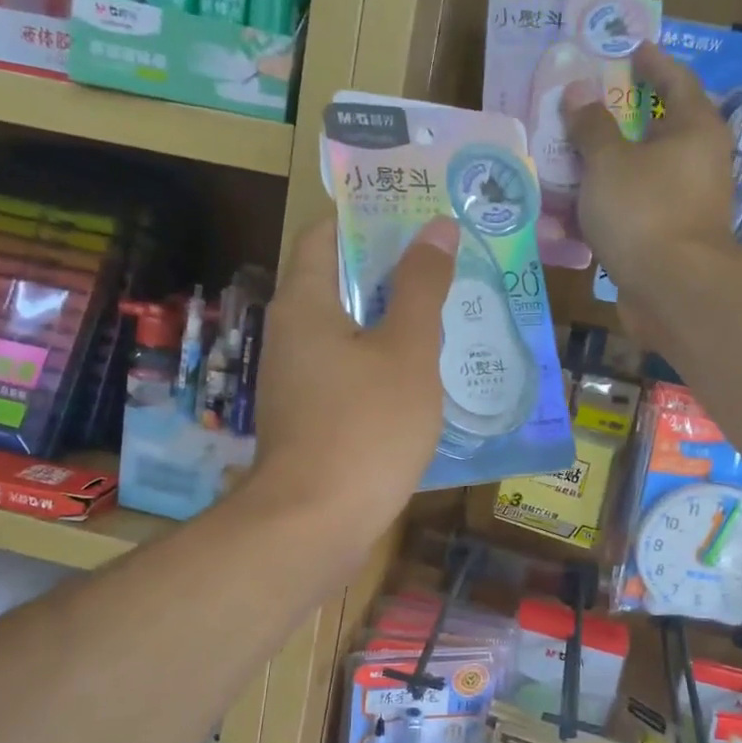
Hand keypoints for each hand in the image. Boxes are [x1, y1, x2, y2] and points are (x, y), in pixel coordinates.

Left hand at [247, 216, 456, 549]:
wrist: (315, 525)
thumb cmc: (365, 428)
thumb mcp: (407, 351)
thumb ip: (423, 287)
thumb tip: (437, 227)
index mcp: (305, 303)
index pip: (327, 234)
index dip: (371, 218)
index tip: (421, 217)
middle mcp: (291, 334)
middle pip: (341, 283)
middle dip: (394, 272)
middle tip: (450, 268)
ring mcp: (297, 382)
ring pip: (350, 333)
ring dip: (394, 323)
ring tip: (450, 317)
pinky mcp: (310, 420)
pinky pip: (350, 374)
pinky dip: (384, 366)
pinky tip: (425, 379)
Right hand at [564, 42, 736, 320]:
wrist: (672, 290)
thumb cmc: (644, 211)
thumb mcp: (608, 162)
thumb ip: (591, 125)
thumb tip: (578, 90)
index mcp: (695, 129)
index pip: (676, 80)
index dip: (652, 63)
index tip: (631, 51)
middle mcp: (698, 163)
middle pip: (657, 131)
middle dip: (620, 121)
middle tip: (587, 108)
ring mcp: (686, 205)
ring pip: (640, 176)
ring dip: (607, 170)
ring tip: (569, 162)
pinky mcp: (669, 240)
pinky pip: (633, 213)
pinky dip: (607, 209)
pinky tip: (574, 213)